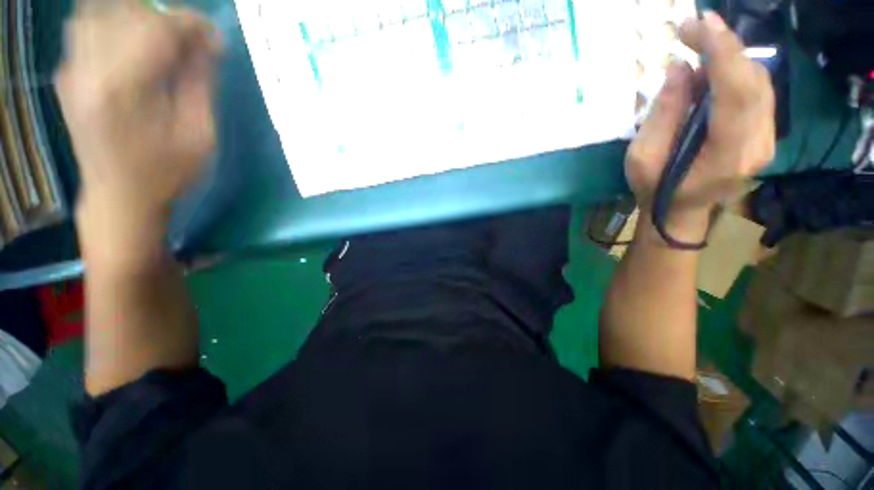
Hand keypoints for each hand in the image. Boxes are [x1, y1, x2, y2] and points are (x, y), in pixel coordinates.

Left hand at [56, 2, 220, 228]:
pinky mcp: (67, 75)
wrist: (118, 198)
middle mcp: (89, 71)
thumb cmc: (167, 174)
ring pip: (98, 12)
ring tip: (159, 38)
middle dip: (164, 17)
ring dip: (134, 16)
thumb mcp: (199, 136)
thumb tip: (207, 44)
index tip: (214, 38)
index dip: (190, 24)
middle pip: (125, 11)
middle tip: (189, 40)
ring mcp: (72, 72)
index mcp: (125, 90)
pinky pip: (84, 28)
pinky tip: (130, 43)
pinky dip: (111, 24)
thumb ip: (200, 85)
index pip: (156, 29)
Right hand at [625, 12, 774, 241]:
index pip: (737, 94)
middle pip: (754, 83)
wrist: (679, 211)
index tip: (702, 23)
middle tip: (692, 29)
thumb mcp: (643, 158)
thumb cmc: (655, 189)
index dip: (724, 54)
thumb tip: (679, 69)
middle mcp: (758, 145)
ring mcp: (766, 139)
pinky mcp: (764, 133)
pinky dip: (735, 73)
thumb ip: (663, 114)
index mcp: (727, 155)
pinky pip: (756, 92)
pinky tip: (713, 71)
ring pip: (759, 84)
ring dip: (730, 59)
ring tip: (698, 49)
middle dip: (725, 48)